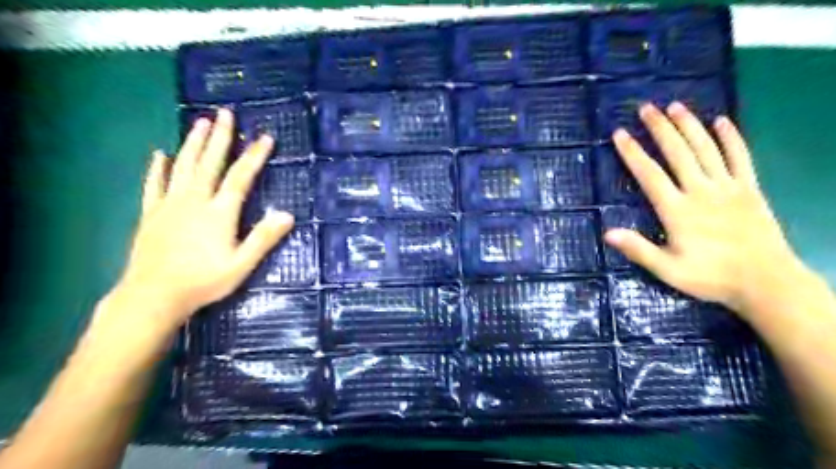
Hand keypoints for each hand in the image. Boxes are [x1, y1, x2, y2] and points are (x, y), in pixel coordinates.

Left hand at [108, 108, 293, 331]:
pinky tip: (160, 154)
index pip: (240, 177)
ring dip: (192, 143)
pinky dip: (158, 168)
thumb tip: (287, 214)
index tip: (264, 137)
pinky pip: (154, 184)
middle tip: (225, 113)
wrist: (153, 296)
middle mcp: (194, 200)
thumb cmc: (203, 281)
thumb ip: (264, 238)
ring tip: (199, 121)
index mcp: (219, 212)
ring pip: (183, 166)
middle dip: (220, 137)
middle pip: (209, 163)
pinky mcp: (152, 213)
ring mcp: (170, 204)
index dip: (253, 156)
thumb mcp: (242, 264)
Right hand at [605, 100, 799, 314]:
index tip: (620, 134)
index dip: (633, 153)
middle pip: (678, 153)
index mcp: (677, 210)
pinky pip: (741, 157)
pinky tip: (722, 121)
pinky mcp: (749, 189)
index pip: (649, 175)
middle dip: (660, 128)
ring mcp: (728, 187)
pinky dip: (732, 138)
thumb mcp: (668, 269)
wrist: (766, 282)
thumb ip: (638, 249)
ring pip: (706, 149)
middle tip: (646, 107)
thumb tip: (607, 232)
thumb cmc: (711, 277)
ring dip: (690, 125)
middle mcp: (700, 191)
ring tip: (675, 106)